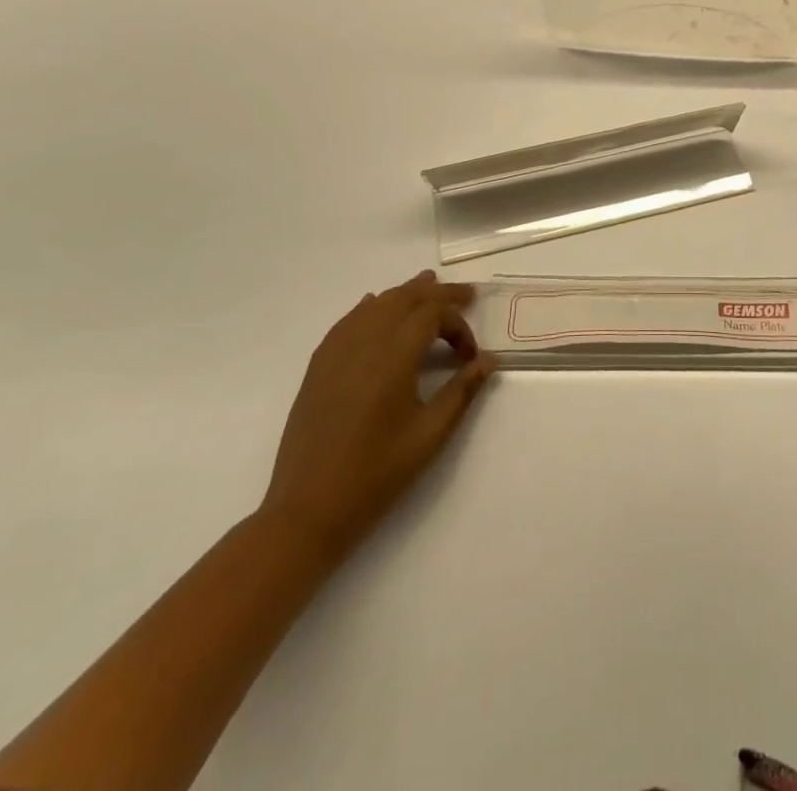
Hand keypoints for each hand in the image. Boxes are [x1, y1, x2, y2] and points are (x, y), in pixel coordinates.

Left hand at [259, 270, 495, 562]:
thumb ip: (462, 391)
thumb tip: (489, 360)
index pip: (432, 315)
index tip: (471, 355)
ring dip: (405, 293)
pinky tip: (375, 306)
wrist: (307, 511)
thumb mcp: (430, 435)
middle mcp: (363, 344)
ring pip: (375, 304)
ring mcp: (336, 353)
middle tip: (467, 295)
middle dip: (438, 293)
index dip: (458, 325)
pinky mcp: (318, 367)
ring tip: (428, 286)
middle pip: (404, 299)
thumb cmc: (376, 475)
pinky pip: (348, 321)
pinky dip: (370, 307)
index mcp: (392, 358)